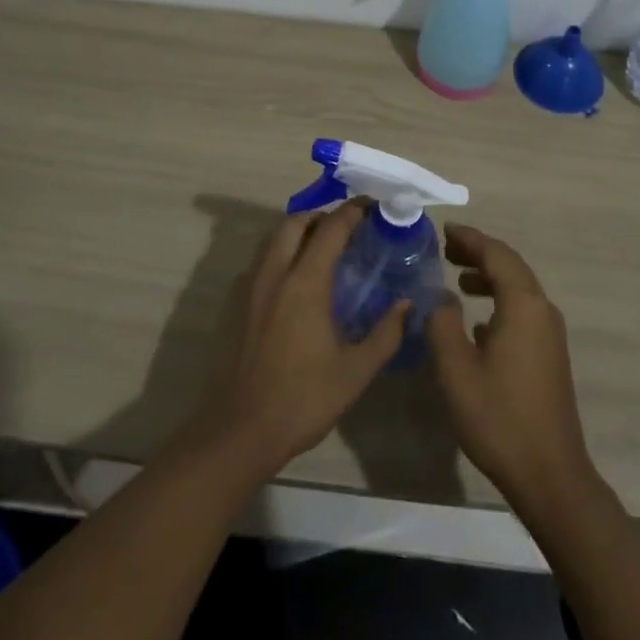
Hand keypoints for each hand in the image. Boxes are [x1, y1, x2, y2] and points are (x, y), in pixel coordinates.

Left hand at [176, 202, 407, 482]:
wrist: (239, 432)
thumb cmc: (302, 400)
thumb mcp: (355, 372)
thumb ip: (385, 334)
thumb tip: (407, 304)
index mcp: (305, 282)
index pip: (331, 228)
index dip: (353, 212)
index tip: (372, 208)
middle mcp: (274, 273)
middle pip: (295, 221)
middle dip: (321, 216)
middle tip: (345, 229)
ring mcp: (249, 286)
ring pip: (272, 238)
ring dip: (297, 232)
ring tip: (320, 250)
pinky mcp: (233, 303)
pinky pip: (259, 261)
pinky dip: (279, 255)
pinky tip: (292, 284)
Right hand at [426, 223, 594, 501]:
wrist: (550, 475)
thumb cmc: (499, 418)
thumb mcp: (455, 369)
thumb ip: (442, 324)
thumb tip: (442, 298)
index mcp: (523, 304)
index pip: (496, 254)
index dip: (469, 239)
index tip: (445, 230)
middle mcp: (542, 310)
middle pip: (510, 266)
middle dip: (479, 254)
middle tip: (447, 250)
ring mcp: (551, 333)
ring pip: (518, 289)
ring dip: (489, 277)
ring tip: (458, 280)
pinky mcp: (551, 355)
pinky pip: (523, 310)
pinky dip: (499, 301)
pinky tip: (478, 323)